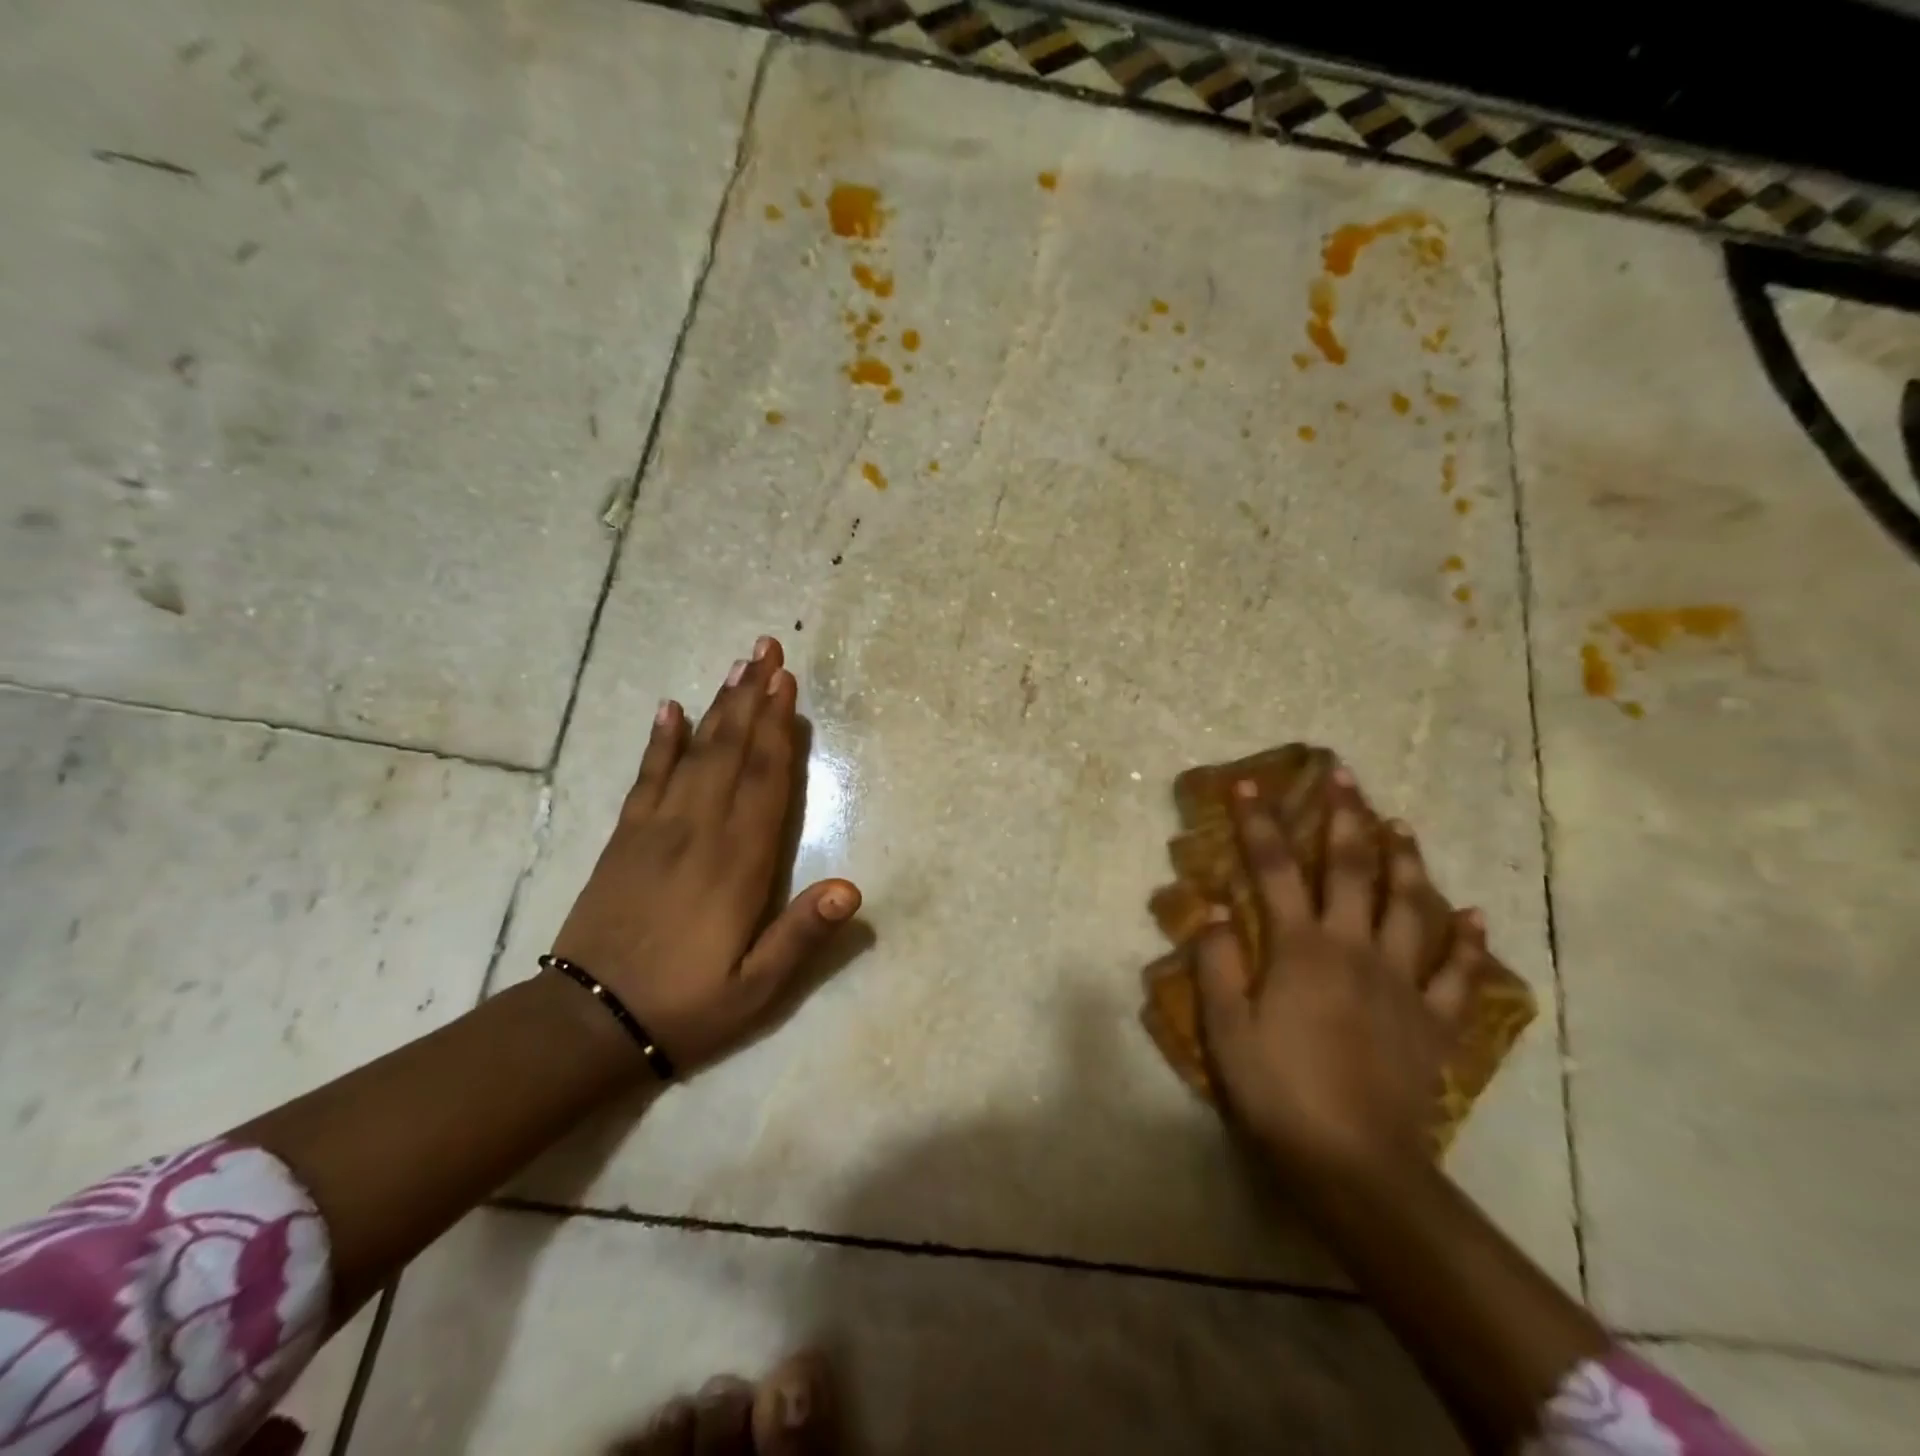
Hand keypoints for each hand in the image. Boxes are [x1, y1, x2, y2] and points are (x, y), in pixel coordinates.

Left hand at [550, 636, 859, 1075]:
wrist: (588, 1022)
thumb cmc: (686, 1006)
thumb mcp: (757, 988)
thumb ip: (802, 935)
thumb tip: (852, 888)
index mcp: (737, 863)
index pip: (765, 782)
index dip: (779, 729)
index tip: (787, 683)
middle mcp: (699, 832)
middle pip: (731, 752)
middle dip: (751, 698)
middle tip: (766, 649)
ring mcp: (656, 830)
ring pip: (694, 754)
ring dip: (717, 707)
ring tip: (736, 666)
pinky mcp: (625, 838)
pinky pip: (646, 778)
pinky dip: (660, 741)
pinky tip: (669, 709)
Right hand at [1195, 767, 1486, 1184]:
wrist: (1356, 1166)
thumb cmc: (1279, 1092)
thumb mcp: (1225, 1029)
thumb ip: (1217, 964)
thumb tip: (1213, 909)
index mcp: (1301, 949)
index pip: (1275, 869)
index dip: (1260, 824)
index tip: (1250, 784)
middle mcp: (1355, 950)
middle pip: (1353, 871)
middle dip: (1345, 818)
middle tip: (1344, 776)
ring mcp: (1402, 984)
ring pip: (1411, 907)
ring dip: (1405, 861)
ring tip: (1402, 825)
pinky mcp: (1432, 1022)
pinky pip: (1457, 974)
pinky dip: (1468, 942)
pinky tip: (1475, 916)